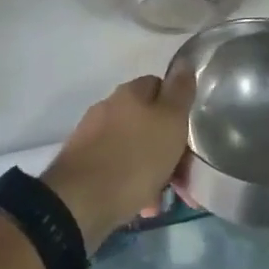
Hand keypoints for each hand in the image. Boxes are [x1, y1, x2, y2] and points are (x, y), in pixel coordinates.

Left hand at [43, 67, 195, 247]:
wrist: (79, 203)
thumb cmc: (134, 158)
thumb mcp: (170, 122)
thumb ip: (180, 92)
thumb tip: (184, 62)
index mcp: (130, 93)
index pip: (160, 85)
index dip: (178, 108)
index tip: (189, 134)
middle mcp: (109, 107)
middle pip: (147, 120)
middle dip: (166, 146)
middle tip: (181, 174)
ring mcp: (92, 136)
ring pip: (133, 147)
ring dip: (151, 169)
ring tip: (161, 198)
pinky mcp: (82, 165)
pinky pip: (116, 169)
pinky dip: (131, 183)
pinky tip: (140, 206)